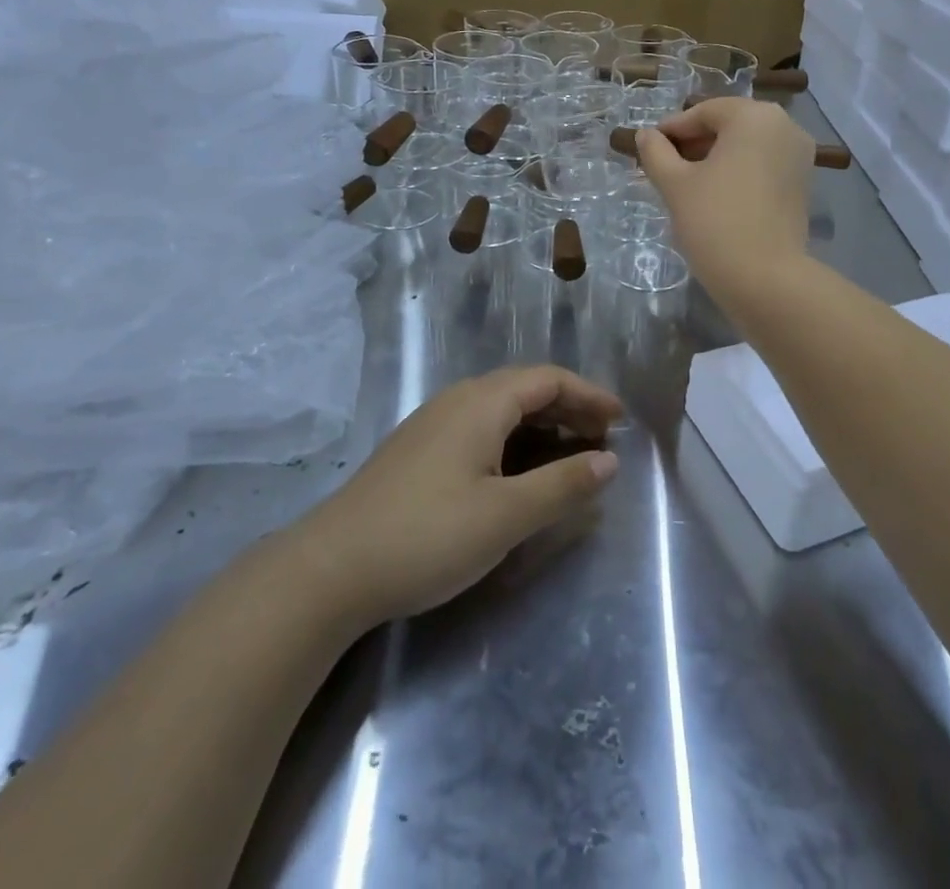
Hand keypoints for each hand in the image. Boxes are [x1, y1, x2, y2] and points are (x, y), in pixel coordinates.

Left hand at [303, 366, 622, 627]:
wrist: (328, 569)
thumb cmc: (426, 536)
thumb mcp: (506, 516)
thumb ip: (562, 485)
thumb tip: (609, 461)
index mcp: (482, 402)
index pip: (549, 379)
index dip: (589, 395)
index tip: (621, 420)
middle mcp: (458, 400)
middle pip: (526, 389)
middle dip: (570, 408)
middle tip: (603, 439)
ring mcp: (433, 424)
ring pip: (502, 409)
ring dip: (542, 425)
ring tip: (571, 454)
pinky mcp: (418, 451)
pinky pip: (481, 427)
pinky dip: (515, 439)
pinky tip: (519, 471)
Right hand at [635, 97, 814, 293]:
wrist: (765, 279)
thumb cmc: (714, 221)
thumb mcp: (675, 184)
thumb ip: (656, 152)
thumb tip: (646, 135)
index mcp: (754, 117)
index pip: (705, 112)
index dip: (673, 129)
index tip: (649, 147)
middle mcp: (785, 126)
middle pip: (730, 125)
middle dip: (695, 142)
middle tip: (664, 165)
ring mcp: (800, 156)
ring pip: (748, 145)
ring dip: (716, 157)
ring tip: (686, 182)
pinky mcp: (803, 184)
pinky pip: (764, 165)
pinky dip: (739, 171)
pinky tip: (715, 194)